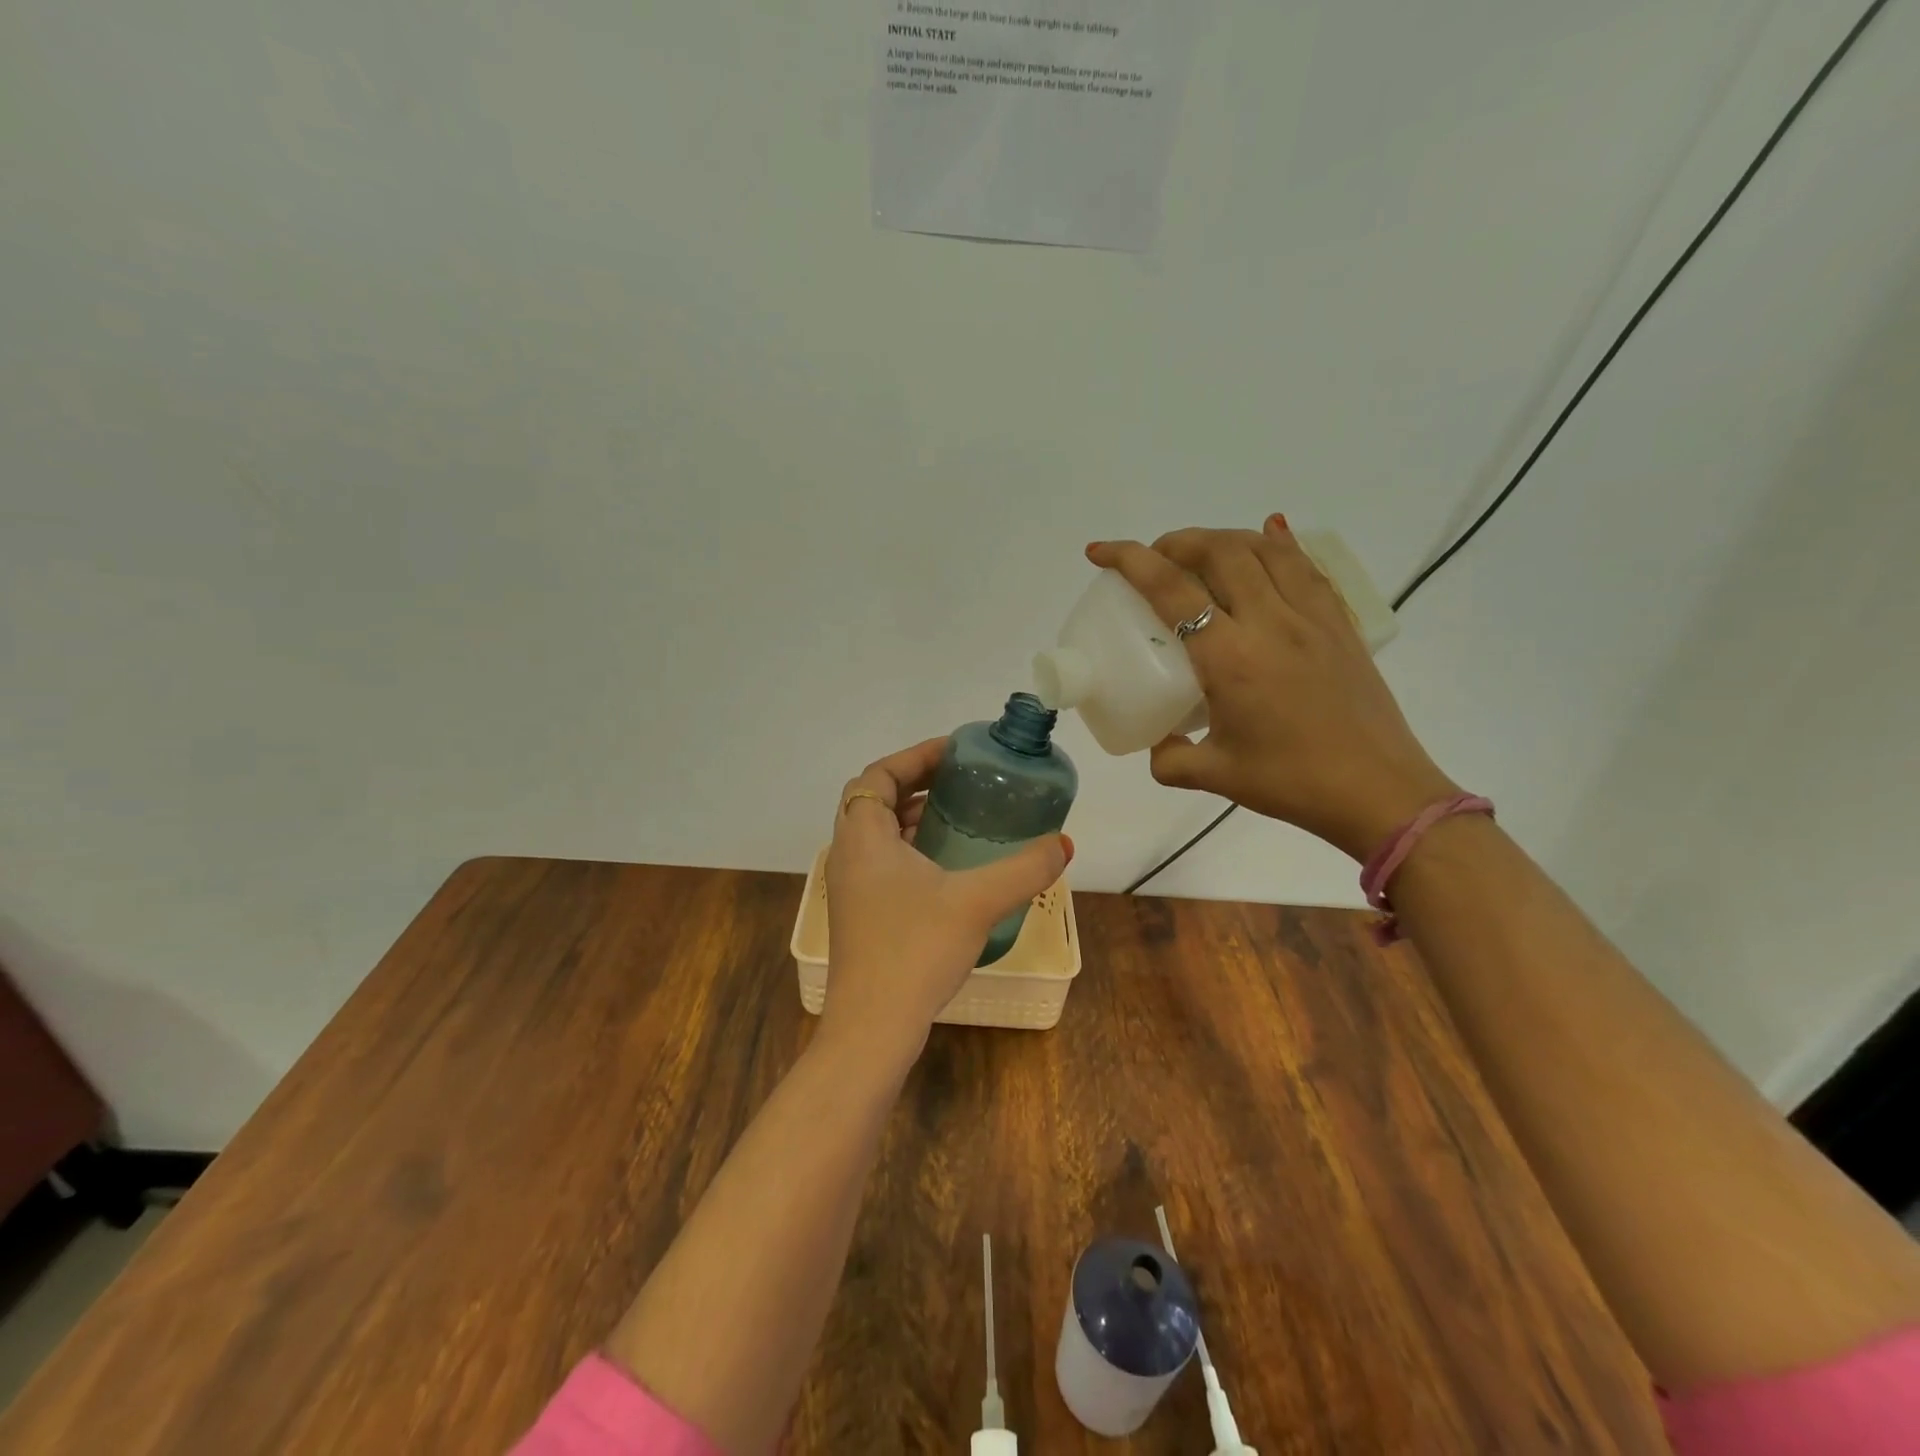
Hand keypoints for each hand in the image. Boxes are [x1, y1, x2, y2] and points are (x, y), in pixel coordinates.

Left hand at [820, 739, 1071, 1067]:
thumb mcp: (977, 902)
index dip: (914, 757)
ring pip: (875, 833)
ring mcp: (849, 888)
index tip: (954, 752)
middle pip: (873, 799)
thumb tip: (1063, 844)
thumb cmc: (915, 950)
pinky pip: (880, 861)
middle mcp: (848, 855)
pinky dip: (908, 847)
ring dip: (910, 816)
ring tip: (956, 814)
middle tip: (958, 779)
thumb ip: (1024, 869)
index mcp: (863, 838)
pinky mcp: (859, 915)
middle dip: (913, 782)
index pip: (877, 775)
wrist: (873, 1028)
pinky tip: (945, 866)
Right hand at [1088, 518, 1456, 860]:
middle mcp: (1270, 622)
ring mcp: (1311, 617)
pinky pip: (1306, 565)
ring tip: (1202, 553)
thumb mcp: (1215, 776)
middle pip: (1219, 551)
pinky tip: (1268, 539)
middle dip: (1177, 541)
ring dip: (1224, 538)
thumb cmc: (1292, 783)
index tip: (1100, 551)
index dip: (1130, 560)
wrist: (1379, 792)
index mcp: (1230, 658)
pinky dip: (1278, 544)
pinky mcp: (1340, 623)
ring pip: (1264, 548)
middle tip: (1156, 558)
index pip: (1171, 589)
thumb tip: (1157, 742)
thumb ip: (1170, 758)